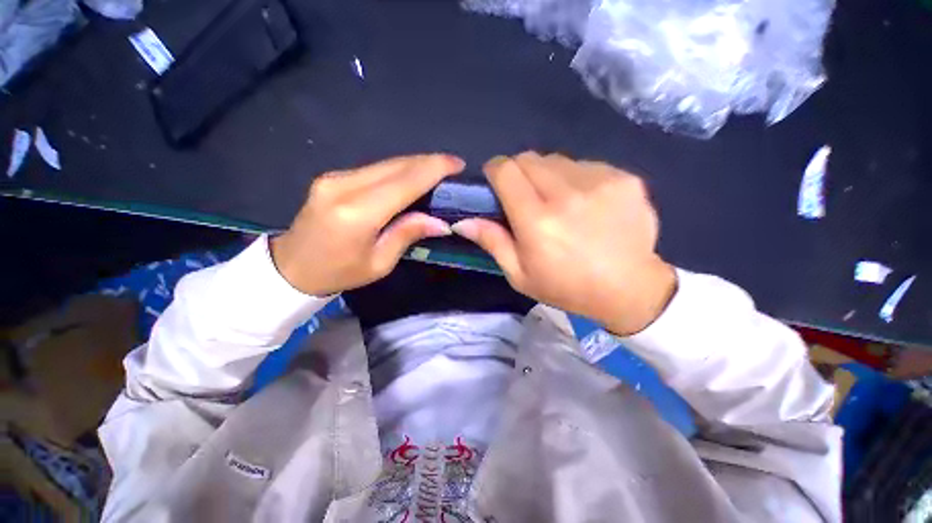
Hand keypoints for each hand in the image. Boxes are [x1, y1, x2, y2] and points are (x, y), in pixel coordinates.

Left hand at [271, 154, 463, 295]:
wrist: (291, 267)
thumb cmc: (339, 273)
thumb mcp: (379, 263)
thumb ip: (407, 234)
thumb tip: (440, 221)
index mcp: (357, 213)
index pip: (404, 182)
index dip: (433, 169)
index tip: (457, 163)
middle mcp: (344, 186)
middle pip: (396, 166)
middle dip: (428, 162)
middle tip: (452, 166)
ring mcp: (335, 177)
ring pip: (386, 163)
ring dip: (414, 165)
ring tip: (437, 171)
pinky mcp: (333, 177)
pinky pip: (374, 169)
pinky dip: (397, 170)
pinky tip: (410, 178)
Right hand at [451, 152, 675, 334]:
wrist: (629, 289)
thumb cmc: (566, 287)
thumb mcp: (520, 274)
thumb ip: (492, 242)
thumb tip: (462, 221)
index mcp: (537, 220)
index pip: (506, 170)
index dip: (495, 170)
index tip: (496, 182)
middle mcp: (567, 194)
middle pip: (529, 159)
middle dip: (519, 172)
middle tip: (525, 196)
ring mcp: (600, 182)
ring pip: (557, 160)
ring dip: (548, 176)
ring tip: (558, 202)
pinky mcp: (624, 178)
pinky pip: (586, 165)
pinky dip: (576, 179)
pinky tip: (586, 203)